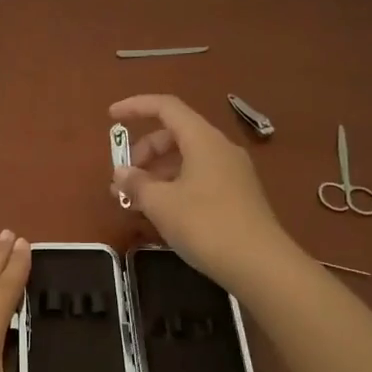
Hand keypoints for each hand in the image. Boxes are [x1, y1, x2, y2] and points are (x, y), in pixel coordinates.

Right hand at [110, 94, 292, 288]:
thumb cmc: (206, 225)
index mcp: (203, 140)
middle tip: (122, 179)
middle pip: (175, 135)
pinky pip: (198, 178)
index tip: (110, 117)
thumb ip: (136, 184)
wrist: (260, 265)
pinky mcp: (237, 196)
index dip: (135, 106)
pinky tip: (160, 212)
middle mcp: (220, 149)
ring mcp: (232, 173)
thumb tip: (121, 173)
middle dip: (143, 152)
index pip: (166, 107)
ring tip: (133, 201)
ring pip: (186, 160)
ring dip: (156, 173)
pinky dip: (173, 186)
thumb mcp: (161, 204)